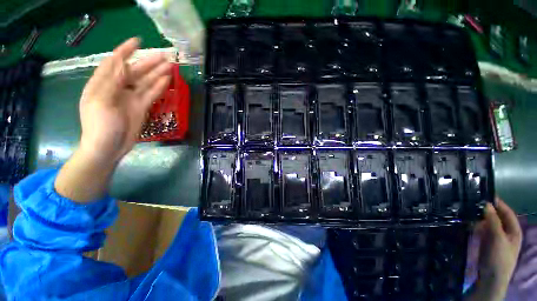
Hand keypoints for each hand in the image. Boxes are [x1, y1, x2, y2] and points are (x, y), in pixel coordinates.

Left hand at [55, 38, 170, 202]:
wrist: (108, 148)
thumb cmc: (100, 126)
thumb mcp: (101, 102)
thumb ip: (111, 81)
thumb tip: (121, 62)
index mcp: (102, 84)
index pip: (114, 62)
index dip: (125, 50)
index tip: (138, 41)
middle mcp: (117, 88)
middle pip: (134, 71)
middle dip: (148, 62)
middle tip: (164, 56)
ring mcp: (130, 98)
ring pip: (145, 82)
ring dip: (157, 73)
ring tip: (170, 66)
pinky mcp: (141, 107)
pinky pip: (151, 94)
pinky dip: (159, 87)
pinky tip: (167, 80)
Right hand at [467, 198, 521, 300]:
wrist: (491, 277)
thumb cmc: (499, 257)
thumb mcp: (498, 238)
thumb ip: (493, 221)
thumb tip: (486, 203)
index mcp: (513, 229)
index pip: (507, 211)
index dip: (498, 203)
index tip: (484, 194)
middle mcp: (505, 231)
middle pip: (496, 216)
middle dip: (486, 209)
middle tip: (472, 201)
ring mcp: (495, 237)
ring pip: (487, 222)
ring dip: (479, 217)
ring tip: (467, 210)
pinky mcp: (486, 241)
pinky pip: (481, 229)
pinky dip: (475, 224)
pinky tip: (467, 222)